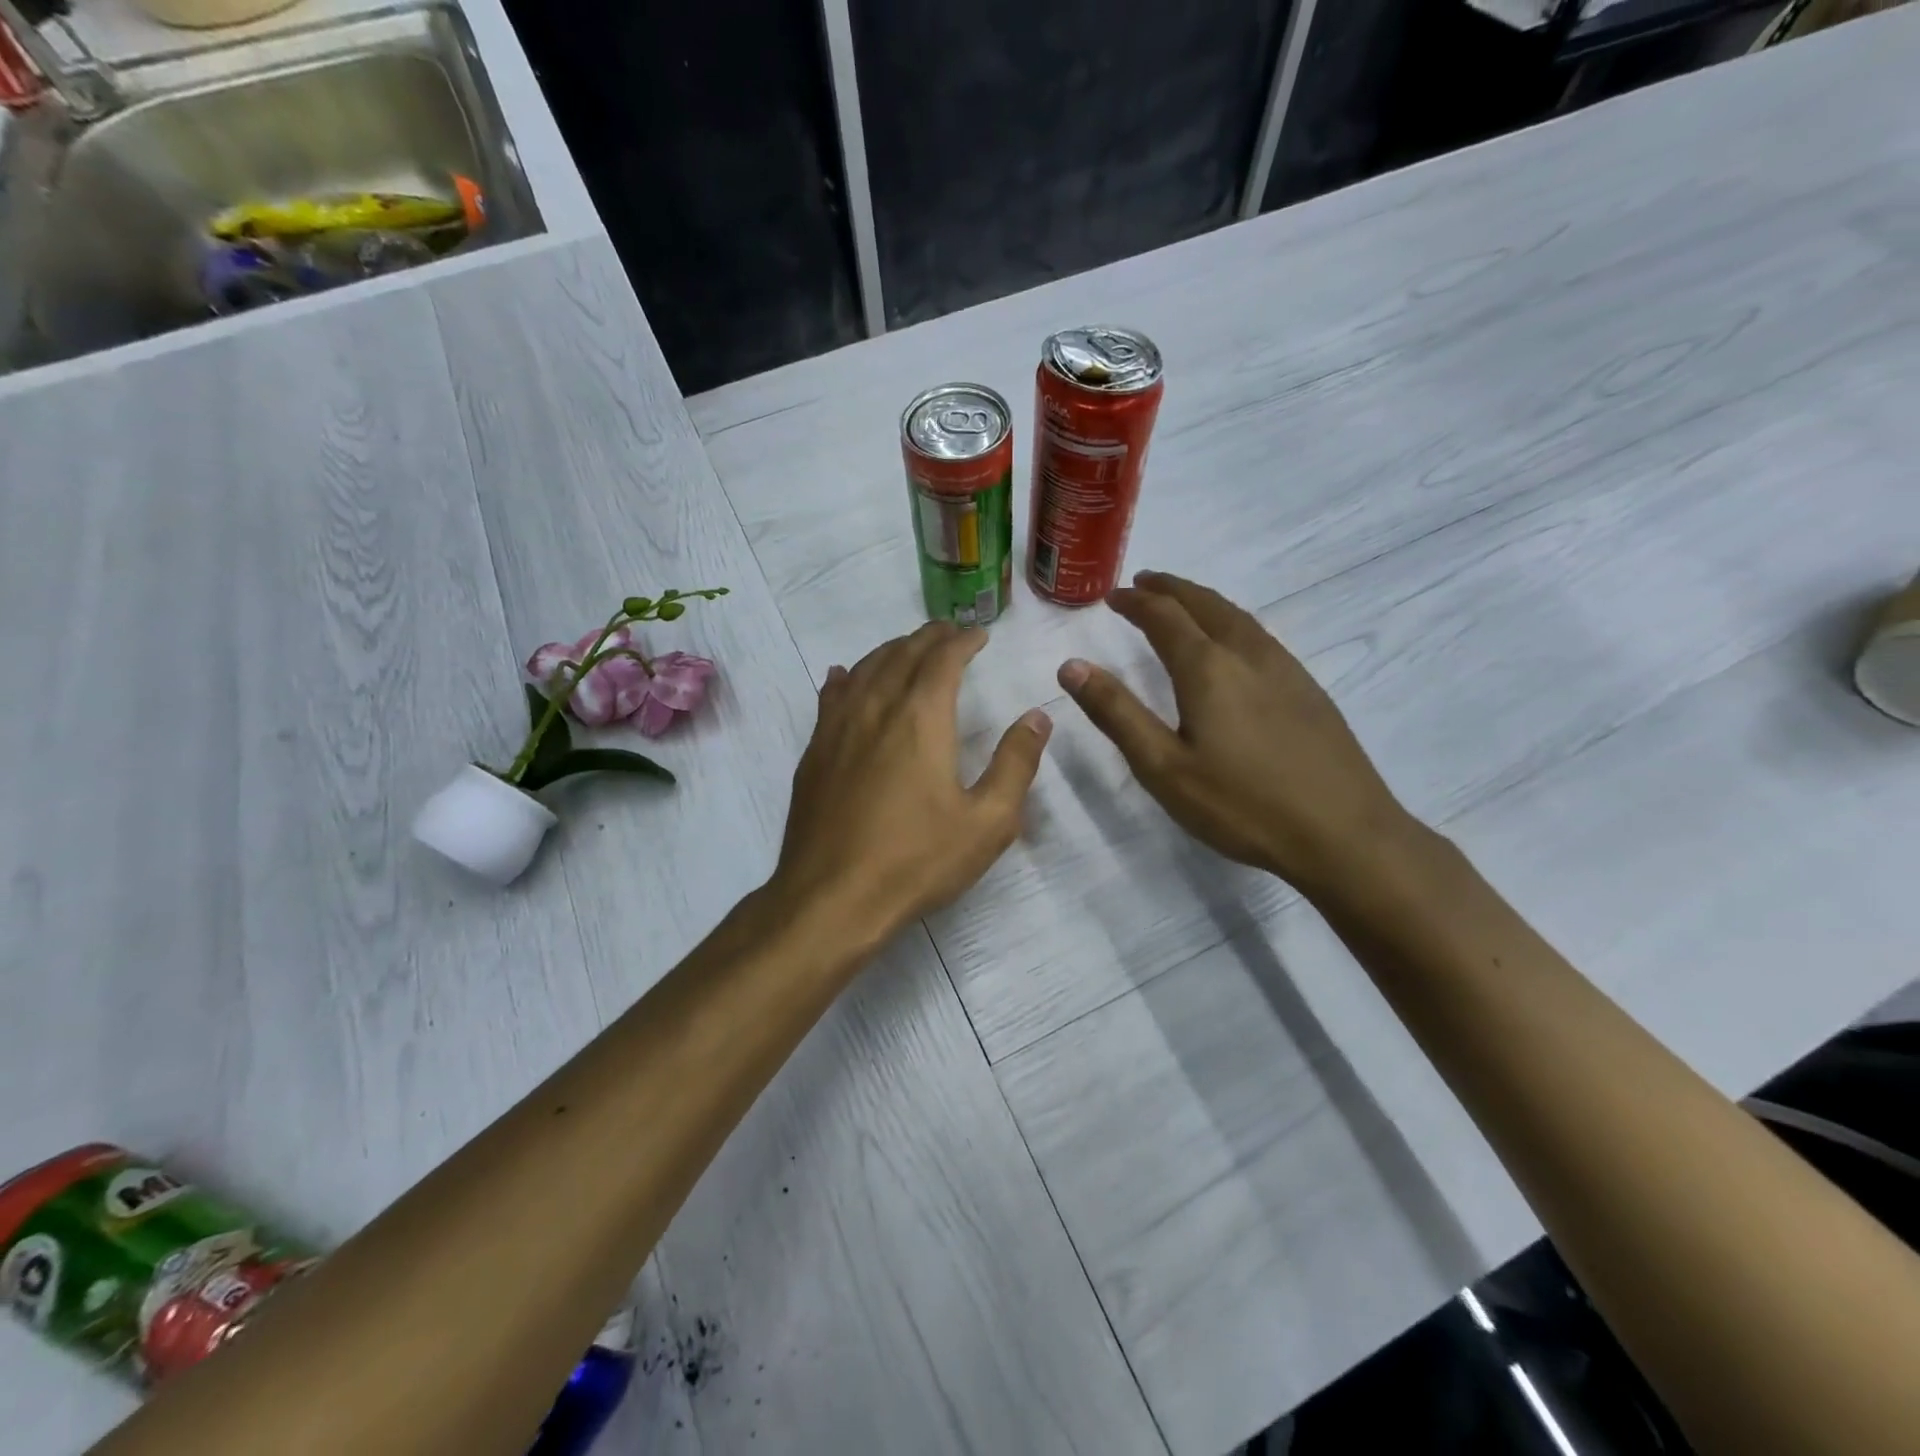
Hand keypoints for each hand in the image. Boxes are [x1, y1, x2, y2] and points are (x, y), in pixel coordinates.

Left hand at [770, 623, 1051, 947]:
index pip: (943, 659)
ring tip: (908, 649)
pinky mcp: (813, 753)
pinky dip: (846, 677)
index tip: (979, 635)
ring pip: (864, 669)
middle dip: (929, 638)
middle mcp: (875, 708)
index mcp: (920, 718)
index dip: (963, 641)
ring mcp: (837, 729)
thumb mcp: (987, 822)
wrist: (832, 898)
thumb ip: (1016, 764)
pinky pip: (830, 697)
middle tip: (950, 634)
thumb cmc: (916, 861)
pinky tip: (845, 676)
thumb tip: (1037, 717)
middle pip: (902, 654)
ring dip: (890, 651)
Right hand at [1058, 571, 1412, 895]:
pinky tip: (1233, 645)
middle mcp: (1248, 654)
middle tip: (1144, 583)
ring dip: (1203, 601)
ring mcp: (1286, 669)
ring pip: (1238, 617)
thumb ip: (1116, 713)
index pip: (1164, 616)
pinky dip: (1232, 622)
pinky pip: (1260, 636)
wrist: (1343, 833)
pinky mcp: (1309, 690)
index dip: (1135, 602)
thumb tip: (1071, 666)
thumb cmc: (1241, 805)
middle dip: (1170, 589)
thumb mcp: (1163, 767)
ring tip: (1183, 604)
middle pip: (1205, 604)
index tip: (1111, 595)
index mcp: (1208, 668)